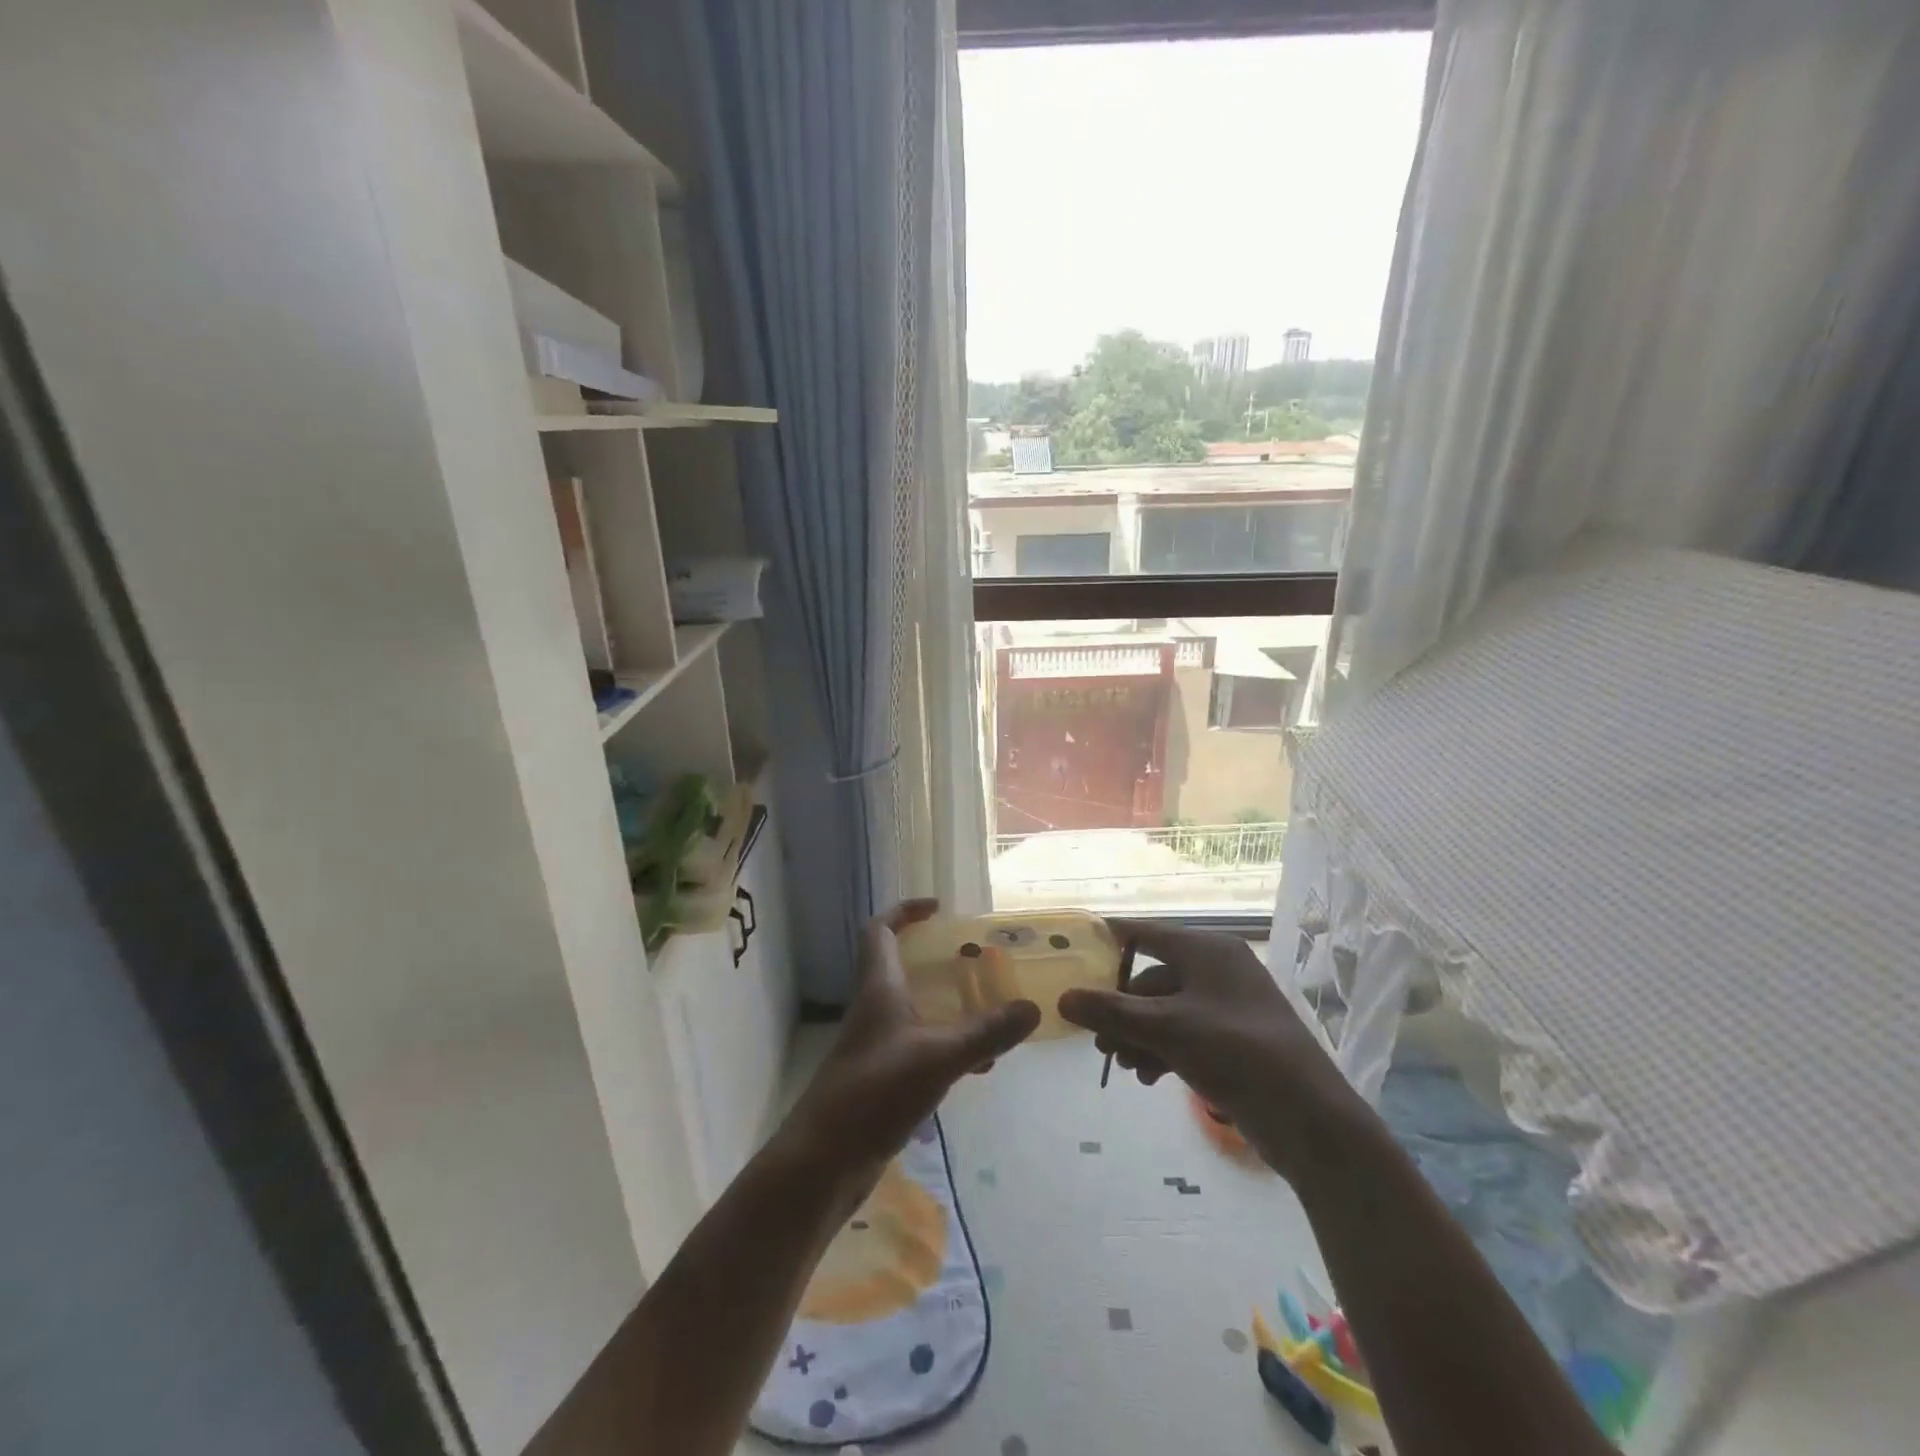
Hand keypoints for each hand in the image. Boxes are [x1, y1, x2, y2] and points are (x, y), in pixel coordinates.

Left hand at [782, 900, 1040, 1181]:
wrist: (823, 1162)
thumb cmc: (874, 1093)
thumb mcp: (938, 1058)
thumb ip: (985, 1032)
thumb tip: (1032, 1007)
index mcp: (878, 989)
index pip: (881, 931)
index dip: (904, 911)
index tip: (937, 907)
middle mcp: (874, 1010)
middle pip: (899, 966)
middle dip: (936, 957)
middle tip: (976, 959)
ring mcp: (876, 1046)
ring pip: (914, 1009)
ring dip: (947, 1004)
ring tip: (990, 1009)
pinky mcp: (881, 1079)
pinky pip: (920, 1046)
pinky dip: (948, 1045)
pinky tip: (978, 1066)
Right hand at [1057, 919, 1363, 1179]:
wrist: (1309, 1117)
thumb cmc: (1235, 1052)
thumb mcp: (1166, 1028)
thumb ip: (1111, 1012)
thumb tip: (1063, 999)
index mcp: (1206, 949)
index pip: (1144, 933)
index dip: (1109, 944)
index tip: (1075, 959)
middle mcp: (1217, 969)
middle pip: (1152, 978)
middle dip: (1122, 1010)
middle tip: (1099, 1041)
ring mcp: (1227, 1006)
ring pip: (1166, 1011)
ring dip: (1139, 1035)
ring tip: (1124, 1065)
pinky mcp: (1234, 1040)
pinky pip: (1185, 1034)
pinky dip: (1163, 1050)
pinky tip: (1149, 1077)